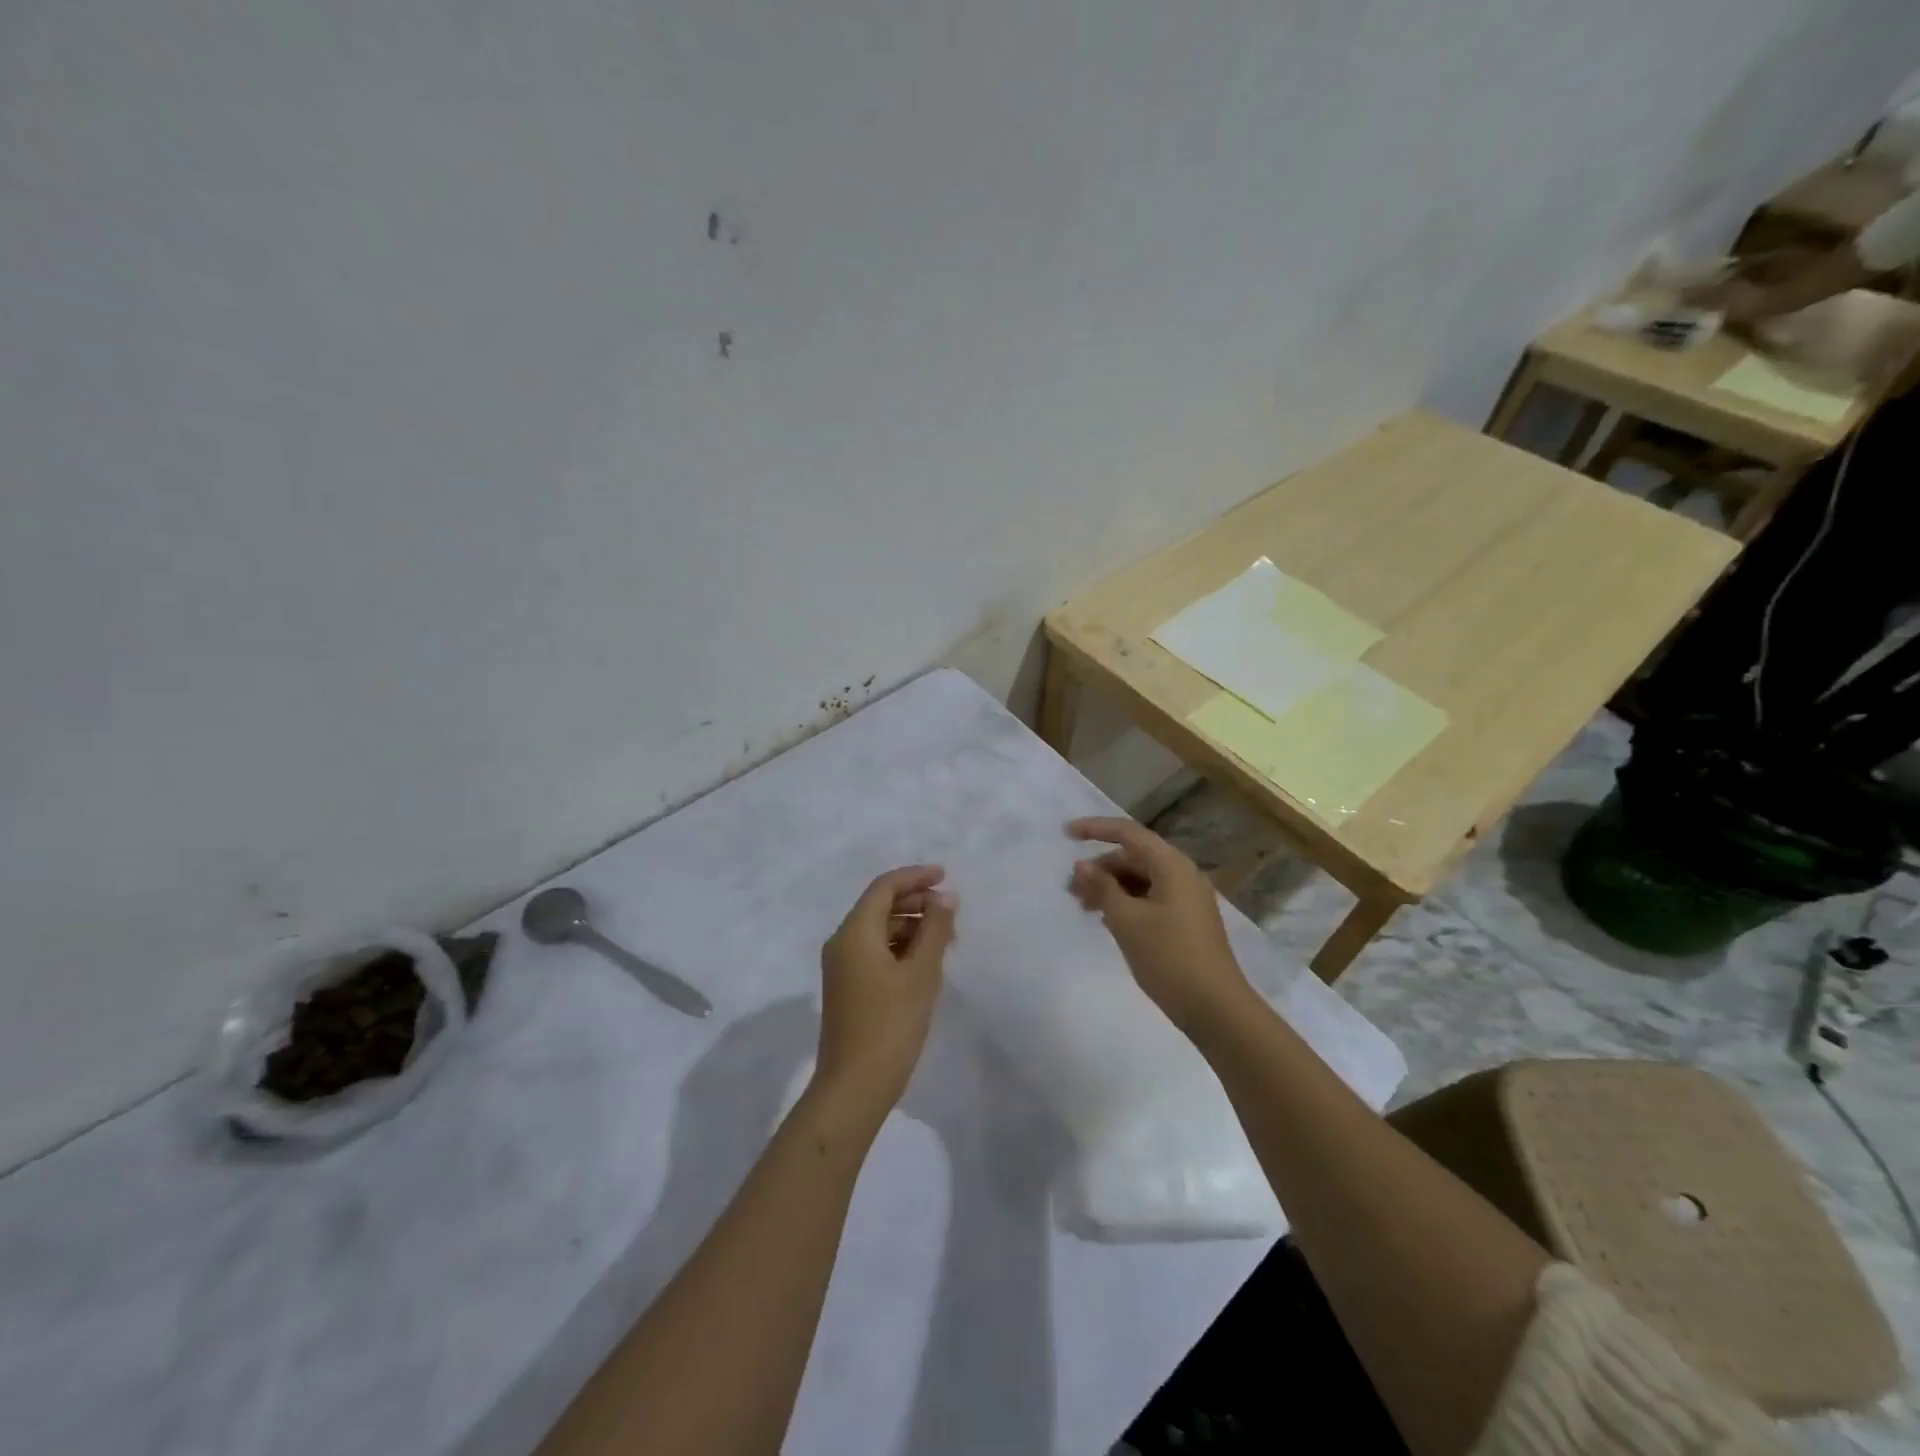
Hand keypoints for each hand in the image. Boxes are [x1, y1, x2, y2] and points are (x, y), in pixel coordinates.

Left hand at [814, 866, 955, 1116]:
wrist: (854, 1087)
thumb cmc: (890, 1025)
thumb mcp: (921, 974)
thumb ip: (935, 930)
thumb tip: (946, 897)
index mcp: (854, 932)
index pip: (884, 887)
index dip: (915, 877)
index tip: (946, 876)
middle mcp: (842, 942)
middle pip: (880, 906)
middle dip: (916, 903)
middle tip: (952, 913)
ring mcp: (842, 966)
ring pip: (879, 930)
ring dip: (911, 927)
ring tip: (946, 939)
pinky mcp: (848, 987)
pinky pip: (875, 951)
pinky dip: (901, 948)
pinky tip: (926, 962)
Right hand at [1067, 818, 1257, 1038]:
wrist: (1215, 1008)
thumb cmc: (1168, 957)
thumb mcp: (1126, 920)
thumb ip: (1101, 887)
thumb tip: (1081, 865)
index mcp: (1171, 865)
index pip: (1128, 833)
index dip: (1095, 828)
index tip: (1066, 834)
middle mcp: (1182, 874)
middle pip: (1134, 856)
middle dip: (1100, 867)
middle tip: (1071, 889)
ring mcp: (1187, 898)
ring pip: (1141, 879)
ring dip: (1111, 887)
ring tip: (1084, 907)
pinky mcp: (1187, 920)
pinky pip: (1151, 897)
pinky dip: (1126, 902)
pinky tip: (1108, 920)